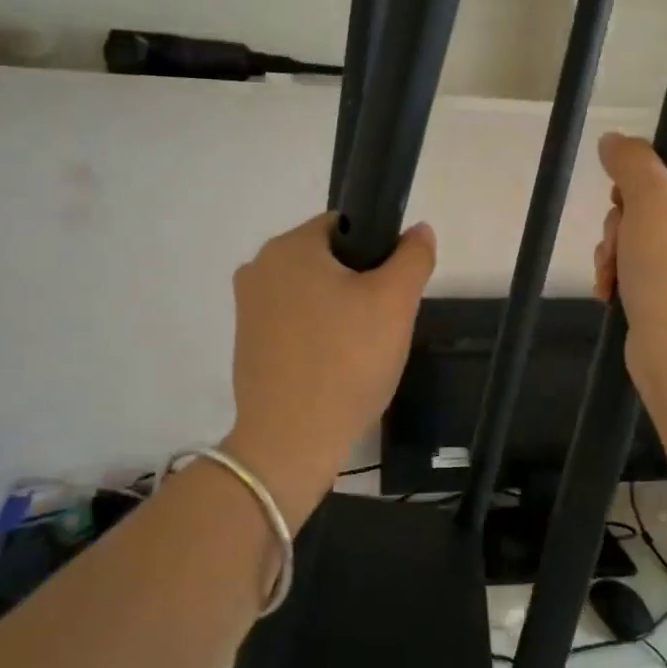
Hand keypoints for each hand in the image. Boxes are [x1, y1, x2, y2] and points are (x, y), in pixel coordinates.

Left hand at [225, 214, 436, 527]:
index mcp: (288, 247)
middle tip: (383, 325)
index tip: (393, 290)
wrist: (291, 442)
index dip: (378, 251)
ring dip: (340, 311)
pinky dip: (318, 335)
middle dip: (360, 285)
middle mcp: (259, 268)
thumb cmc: (345, 362)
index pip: (345, 225)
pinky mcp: (248, 343)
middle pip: (328, 260)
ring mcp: (248, 308)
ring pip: (313, 293)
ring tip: (361, 350)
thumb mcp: (395, 303)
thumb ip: (412, 257)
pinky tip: (335, 366)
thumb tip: (418, 230)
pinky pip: (295, 323)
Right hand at [594, 133, 666, 402]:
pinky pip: (647, 275)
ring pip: (645, 242)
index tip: (622, 200)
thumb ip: (631, 161)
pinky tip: (609, 293)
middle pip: (658, 208)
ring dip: (616, 254)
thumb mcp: (651, 199)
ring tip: (610, 276)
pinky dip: (624, 279)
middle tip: (617, 245)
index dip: (644, 181)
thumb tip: (613, 140)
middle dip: (622, 226)